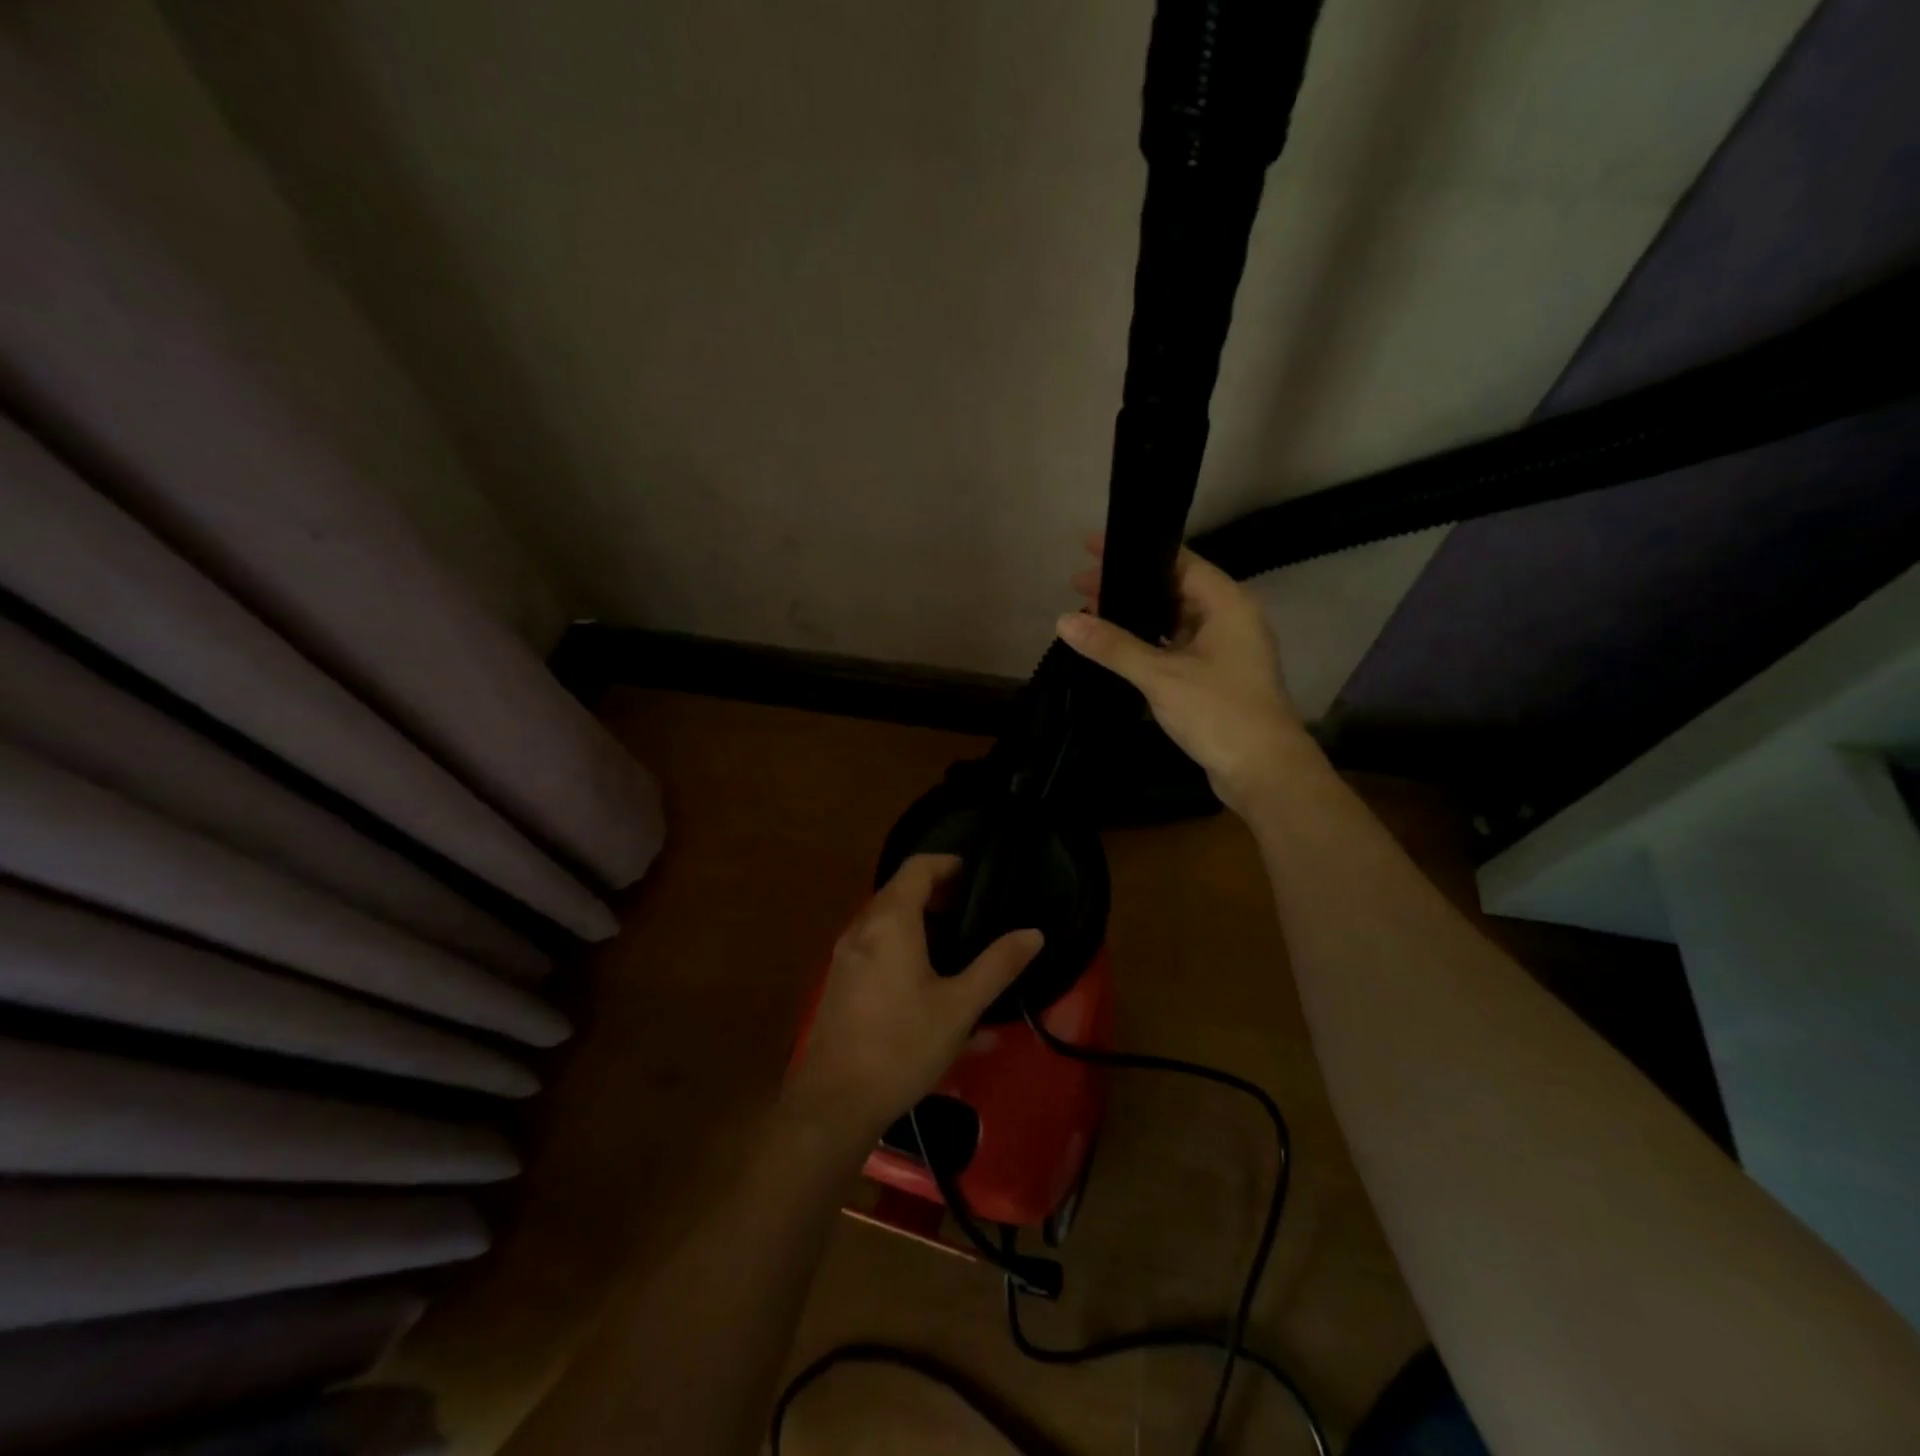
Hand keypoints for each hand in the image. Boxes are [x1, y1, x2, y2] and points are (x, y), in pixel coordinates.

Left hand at [786, 854, 1042, 1142]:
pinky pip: (873, 945)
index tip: (975, 874)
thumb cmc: (902, 1046)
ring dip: (917, 920)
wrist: (834, 1102)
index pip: (917, 867)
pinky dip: (900, 944)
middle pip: (899, 890)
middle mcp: (862, 928)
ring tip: (953, 943)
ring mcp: (845, 956)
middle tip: (971, 908)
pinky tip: (925, 982)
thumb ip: (997, 965)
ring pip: (884, 920)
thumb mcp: (960, 1007)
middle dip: (935, 892)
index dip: (947, 863)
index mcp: (890, 921)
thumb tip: (1033, 933)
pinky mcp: (839, 982)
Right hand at [1057, 534, 1309, 811]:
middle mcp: (1229, 618)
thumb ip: (1112, 646)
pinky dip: (1148, 644)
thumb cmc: (1218, 712)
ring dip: (1136, 618)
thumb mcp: (1160, 676)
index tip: (1093, 548)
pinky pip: (1176, 647)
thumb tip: (1063, 620)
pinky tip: (1117, 650)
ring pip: (1173, 620)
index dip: (1134, 552)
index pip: (1177, 561)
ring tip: (1091, 615)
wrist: (1263, 771)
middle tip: (1080, 586)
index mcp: (1226, 603)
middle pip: (1172, 589)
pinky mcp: (1217, 676)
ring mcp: (1225, 649)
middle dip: (1128, 587)